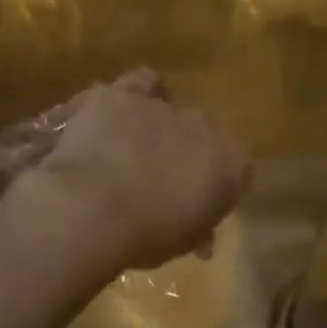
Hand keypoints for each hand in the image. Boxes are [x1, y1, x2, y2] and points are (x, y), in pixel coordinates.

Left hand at [26, 69, 249, 271]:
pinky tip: (118, 110)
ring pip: (166, 108)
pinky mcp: (122, 94)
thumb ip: (197, 229)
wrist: (93, 209)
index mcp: (231, 163)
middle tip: (153, 179)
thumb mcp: (182, 243)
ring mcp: (163, 106)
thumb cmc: (145, 237)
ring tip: (130, 147)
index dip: (211, 184)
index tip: (191, 203)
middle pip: (198, 134)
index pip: (233, 168)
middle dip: (181, 152)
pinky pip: (137, 84)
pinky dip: (131, 95)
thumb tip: (201, 238)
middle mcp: (204, 126)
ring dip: (154, 124)